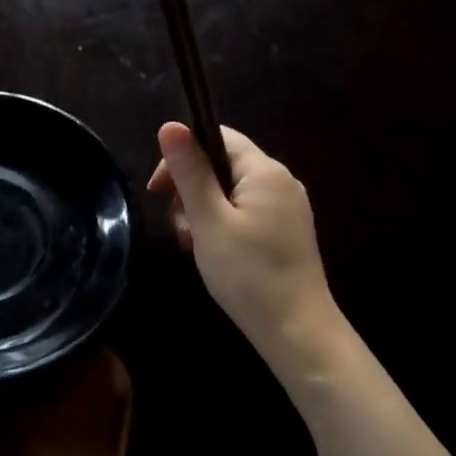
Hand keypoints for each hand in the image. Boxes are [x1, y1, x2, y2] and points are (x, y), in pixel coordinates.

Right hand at [148, 123, 337, 363]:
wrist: (296, 330)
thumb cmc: (248, 274)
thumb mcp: (208, 221)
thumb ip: (190, 172)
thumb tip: (170, 125)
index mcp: (265, 171)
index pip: (217, 137)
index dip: (183, 155)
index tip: (159, 191)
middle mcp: (281, 181)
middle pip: (222, 165)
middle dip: (191, 191)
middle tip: (182, 230)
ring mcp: (287, 208)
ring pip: (231, 193)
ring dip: (204, 213)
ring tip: (196, 247)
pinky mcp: (286, 232)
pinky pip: (246, 213)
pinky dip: (223, 226)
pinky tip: (216, 254)